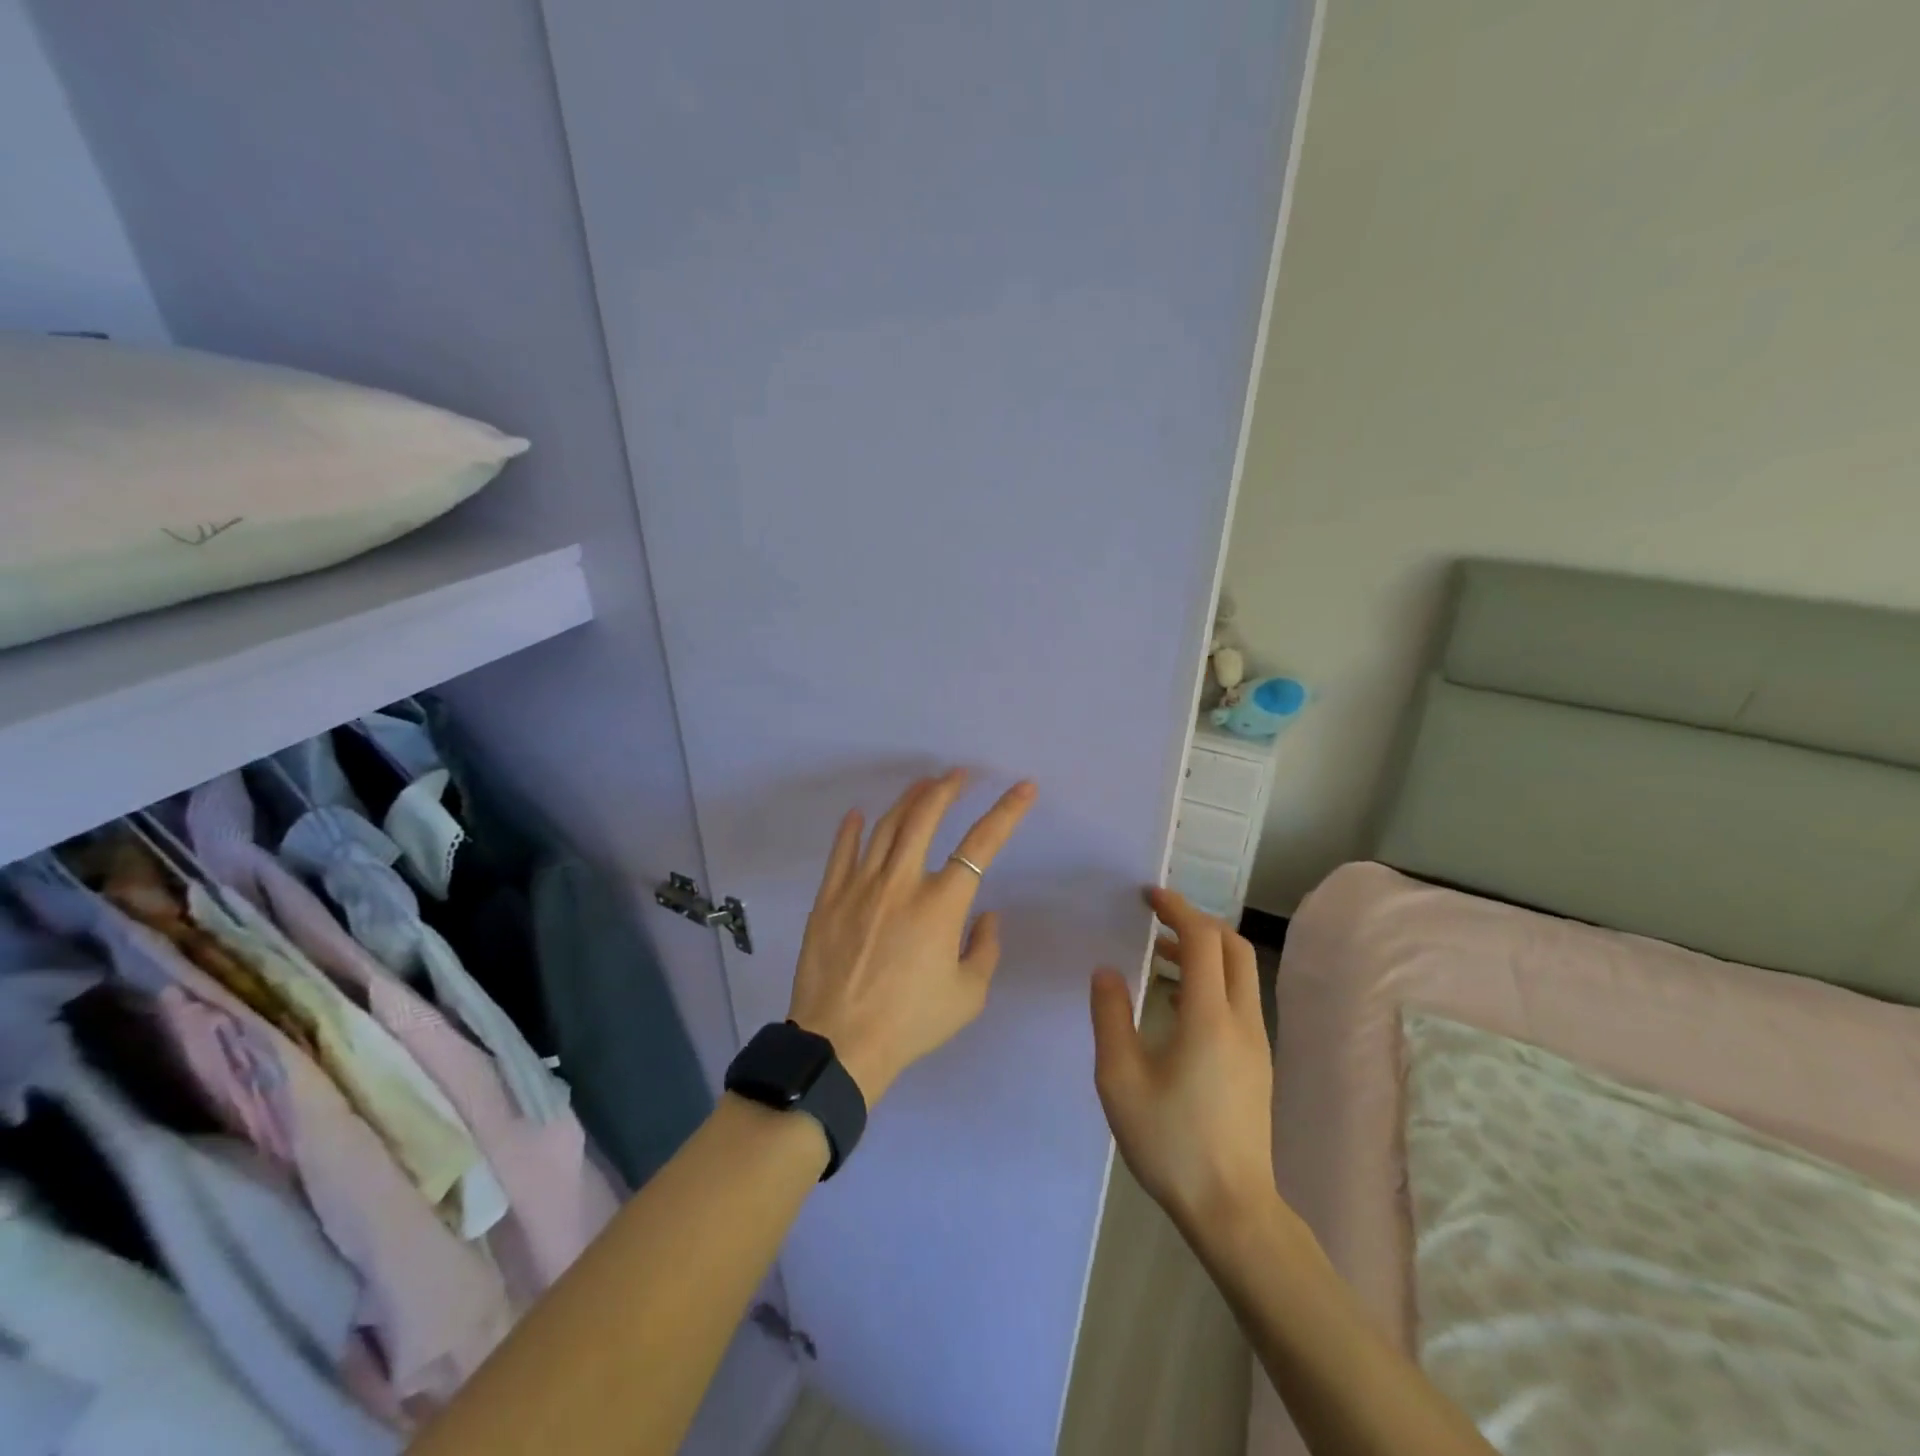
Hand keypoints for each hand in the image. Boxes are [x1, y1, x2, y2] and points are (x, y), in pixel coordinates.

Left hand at [787, 770, 1035, 1103]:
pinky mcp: (829, 897)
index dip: (1006, 812)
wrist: (840, 1044)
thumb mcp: (967, 995)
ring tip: (921, 785)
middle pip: (925, 816)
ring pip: (886, 826)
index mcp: (941, 904)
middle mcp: (902, 882)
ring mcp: (860, 885)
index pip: (982, 844)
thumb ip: (984, 948)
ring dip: (907, 799)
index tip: (1023, 788)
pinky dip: (851, 828)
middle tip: (959, 775)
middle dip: (947, 788)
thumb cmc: (911, 1022)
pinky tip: (858, 814)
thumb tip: (985, 914)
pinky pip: (841, 852)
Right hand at [1090, 889, 1276, 1240]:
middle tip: (1156, 918)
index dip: (1177, 909)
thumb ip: (1110, 1016)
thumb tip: (1108, 971)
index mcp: (1209, 1018)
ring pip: (1239, 973)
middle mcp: (1241, 1021)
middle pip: (1232, 947)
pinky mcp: (1256, 1063)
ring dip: (1203, 951)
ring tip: (1158, 954)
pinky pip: (1237, 1000)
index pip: (1202, 939)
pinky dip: (1210, 979)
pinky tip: (1175, 1002)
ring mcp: (1255, 1043)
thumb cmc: (1171, 1142)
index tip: (1148, 895)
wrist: (1232, 1211)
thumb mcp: (1120, 1079)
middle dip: (1196, 921)